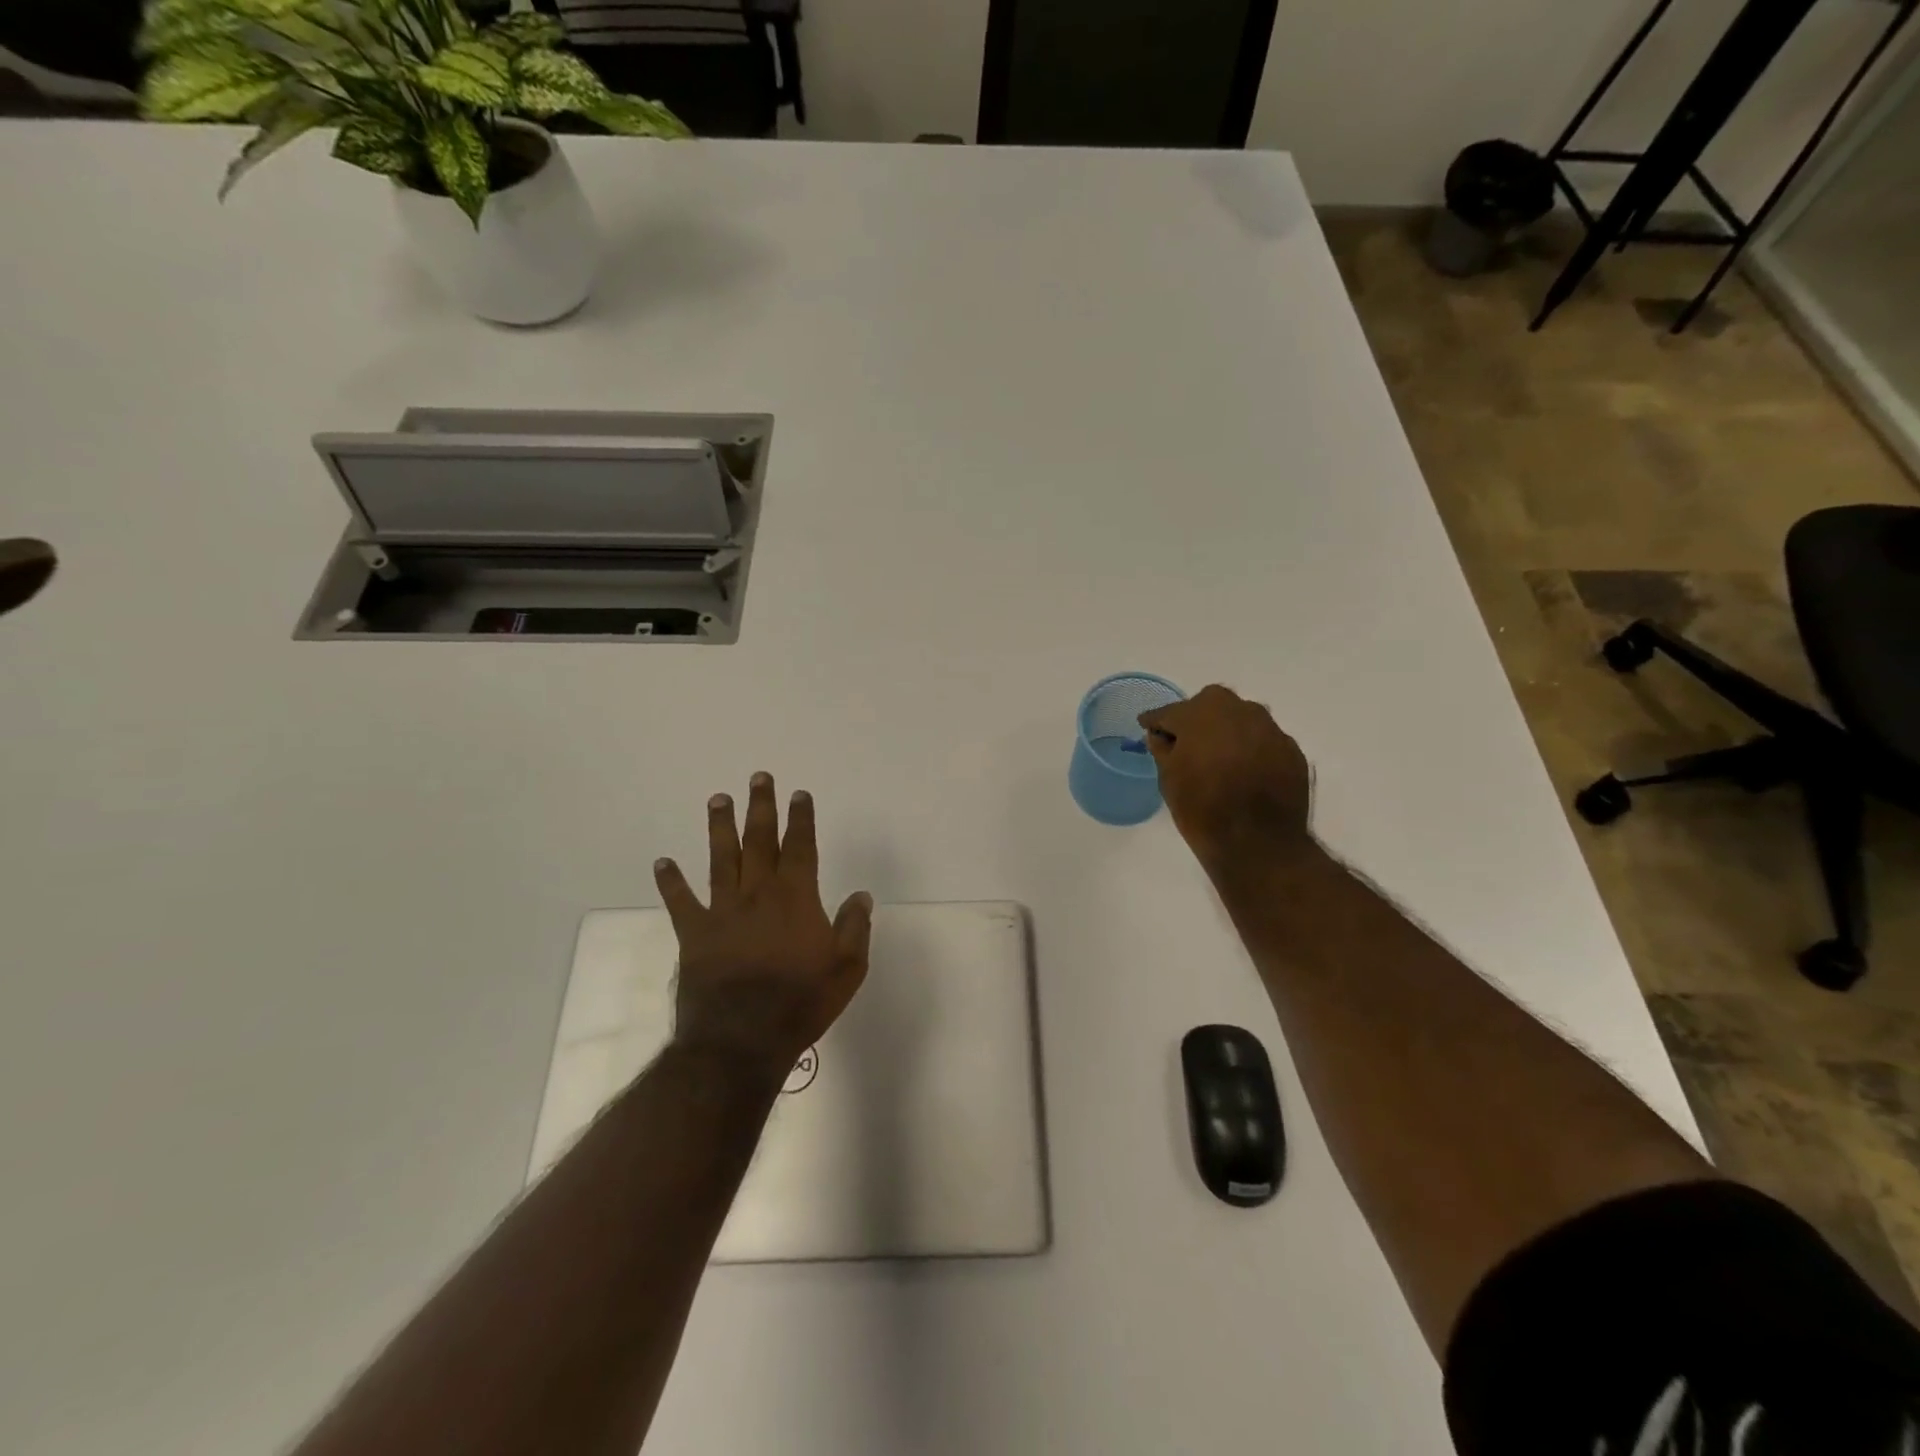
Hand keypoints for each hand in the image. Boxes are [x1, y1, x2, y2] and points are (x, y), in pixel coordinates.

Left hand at [654, 773, 873, 1079]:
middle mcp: (758, 894)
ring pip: (722, 859)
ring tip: (717, 799)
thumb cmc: (800, 1003)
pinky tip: (662, 862)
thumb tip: (861, 895)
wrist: (740, 1040)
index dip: (801, 819)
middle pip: (759, 841)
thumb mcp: (847, 969)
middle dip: (760, 808)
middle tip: (758, 777)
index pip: (801, 847)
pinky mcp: (695, 934)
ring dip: (720, 828)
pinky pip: (681, 902)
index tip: (799, 794)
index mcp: (796, 898)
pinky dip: (671, 881)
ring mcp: (722, 912)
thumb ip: (855, 927)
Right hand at [1140, 685, 1314, 875]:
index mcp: (1201, 714)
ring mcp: (1270, 728)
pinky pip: (1263, 740)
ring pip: (1241, 718)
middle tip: (1187, 742)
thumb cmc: (1202, 809)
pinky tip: (1245, 771)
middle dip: (1196, 718)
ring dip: (1227, 731)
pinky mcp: (1291, 750)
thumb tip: (1161, 736)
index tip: (1147, 726)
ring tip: (1218, 757)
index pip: (1171, 712)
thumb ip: (1163, 750)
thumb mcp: (1169, 780)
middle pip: (1211, 704)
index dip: (1157, 721)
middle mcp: (1239, 710)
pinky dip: (1251, 749)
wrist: (1258, 843)